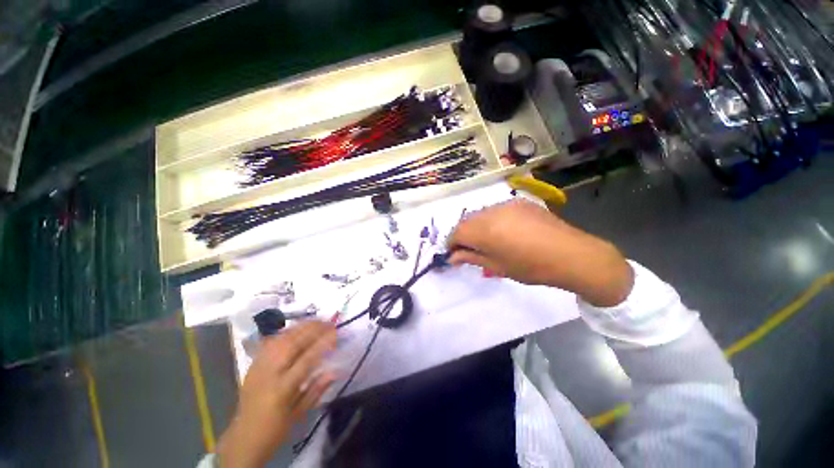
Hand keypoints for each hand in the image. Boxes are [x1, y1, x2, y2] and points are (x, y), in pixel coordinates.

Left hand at [217, 321, 336, 467]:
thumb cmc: (275, 429)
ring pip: (281, 339)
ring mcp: (259, 366)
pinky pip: (270, 342)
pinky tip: (297, 329)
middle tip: (328, 322)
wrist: (243, 438)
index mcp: (282, 389)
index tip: (336, 333)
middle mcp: (269, 373)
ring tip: (316, 321)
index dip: (322, 343)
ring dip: (300, 327)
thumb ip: (317, 390)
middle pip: (292, 343)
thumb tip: (335, 370)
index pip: (306, 359)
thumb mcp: (299, 414)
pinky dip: (286, 332)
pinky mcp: (253, 364)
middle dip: (312, 329)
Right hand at [448, 199, 632, 306]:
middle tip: (471, 250)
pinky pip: (496, 210)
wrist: (572, 255)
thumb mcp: (497, 266)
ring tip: (489, 241)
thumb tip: (452, 257)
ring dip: (478, 227)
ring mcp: (506, 204)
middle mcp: (491, 212)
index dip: (452, 244)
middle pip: (467, 222)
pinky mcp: (519, 202)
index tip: (454, 255)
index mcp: (484, 230)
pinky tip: (505, 231)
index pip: (456, 233)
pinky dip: (492, 221)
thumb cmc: (531, 267)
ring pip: (481, 214)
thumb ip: (471, 258)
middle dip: (464, 235)